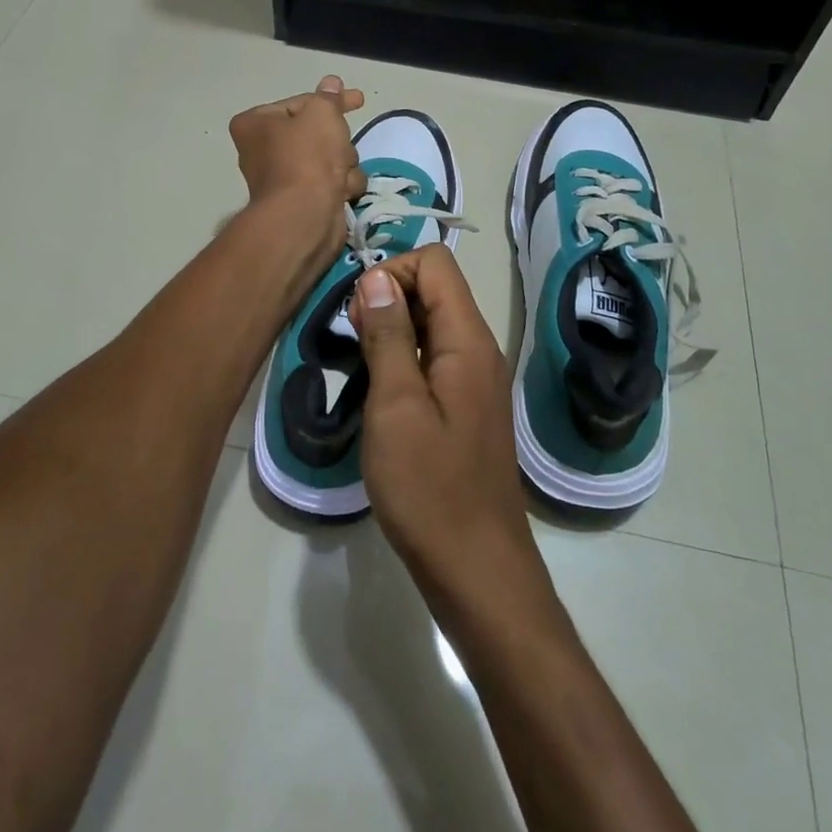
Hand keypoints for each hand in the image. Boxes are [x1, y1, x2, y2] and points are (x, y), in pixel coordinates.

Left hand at [228, 75, 366, 251]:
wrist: (305, 214)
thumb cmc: (307, 155)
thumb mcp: (322, 113)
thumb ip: (329, 97)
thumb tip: (331, 84)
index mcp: (255, 125)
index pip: (299, 103)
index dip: (329, 101)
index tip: (357, 99)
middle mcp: (263, 151)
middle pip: (315, 134)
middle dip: (336, 140)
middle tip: (342, 143)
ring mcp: (284, 180)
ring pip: (329, 159)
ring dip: (343, 163)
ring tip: (340, 173)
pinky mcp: (303, 203)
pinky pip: (331, 184)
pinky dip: (341, 186)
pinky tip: (341, 191)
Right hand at [351, 247, 556, 634]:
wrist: (477, 568)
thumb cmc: (429, 487)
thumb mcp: (395, 406)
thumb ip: (387, 335)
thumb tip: (377, 277)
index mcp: (468, 339)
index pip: (436, 262)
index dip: (393, 270)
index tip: (359, 312)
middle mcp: (478, 349)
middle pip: (435, 289)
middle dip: (388, 298)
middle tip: (352, 341)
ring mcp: (474, 379)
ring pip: (432, 324)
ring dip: (391, 329)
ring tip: (359, 365)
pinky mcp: (465, 405)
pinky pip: (434, 357)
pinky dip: (403, 358)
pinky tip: (378, 391)